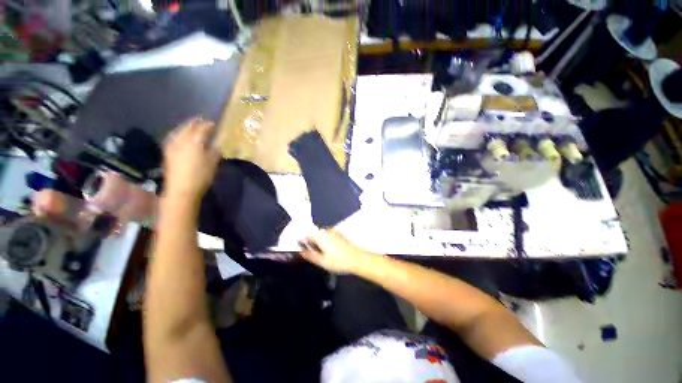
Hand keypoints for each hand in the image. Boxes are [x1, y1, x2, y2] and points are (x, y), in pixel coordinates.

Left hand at [163, 118, 220, 200]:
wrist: (181, 190)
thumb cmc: (201, 176)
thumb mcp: (213, 163)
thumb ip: (215, 151)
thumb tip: (217, 144)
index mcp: (194, 142)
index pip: (202, 128)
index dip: (209, 125)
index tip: (214, 124)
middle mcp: (181, 140)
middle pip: (188, 127)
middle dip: (196, 123)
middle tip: (203, 121)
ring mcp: (172, 145)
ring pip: (179, 130)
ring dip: (187, 127)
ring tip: (193, 127)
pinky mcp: (168, 152)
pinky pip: (174, 136)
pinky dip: (180, 133)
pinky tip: (182, 136)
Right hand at [299, 229, 372, 273]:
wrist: (356, 259)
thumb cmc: (339, 261)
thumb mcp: (322, 261)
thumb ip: (309, 255)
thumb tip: (301, 252)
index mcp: (320, 236)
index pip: (306, 234)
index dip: (301, 240)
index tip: (299, 246)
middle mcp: (326, 231)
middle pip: (313, 233)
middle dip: (310, 241)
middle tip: (309, 252)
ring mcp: (333, 232)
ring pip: (320, 234)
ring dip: (317, 241)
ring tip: (319, 253)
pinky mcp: (338, 234)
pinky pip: (327, 235)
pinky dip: (324, 241)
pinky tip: (328, 251)